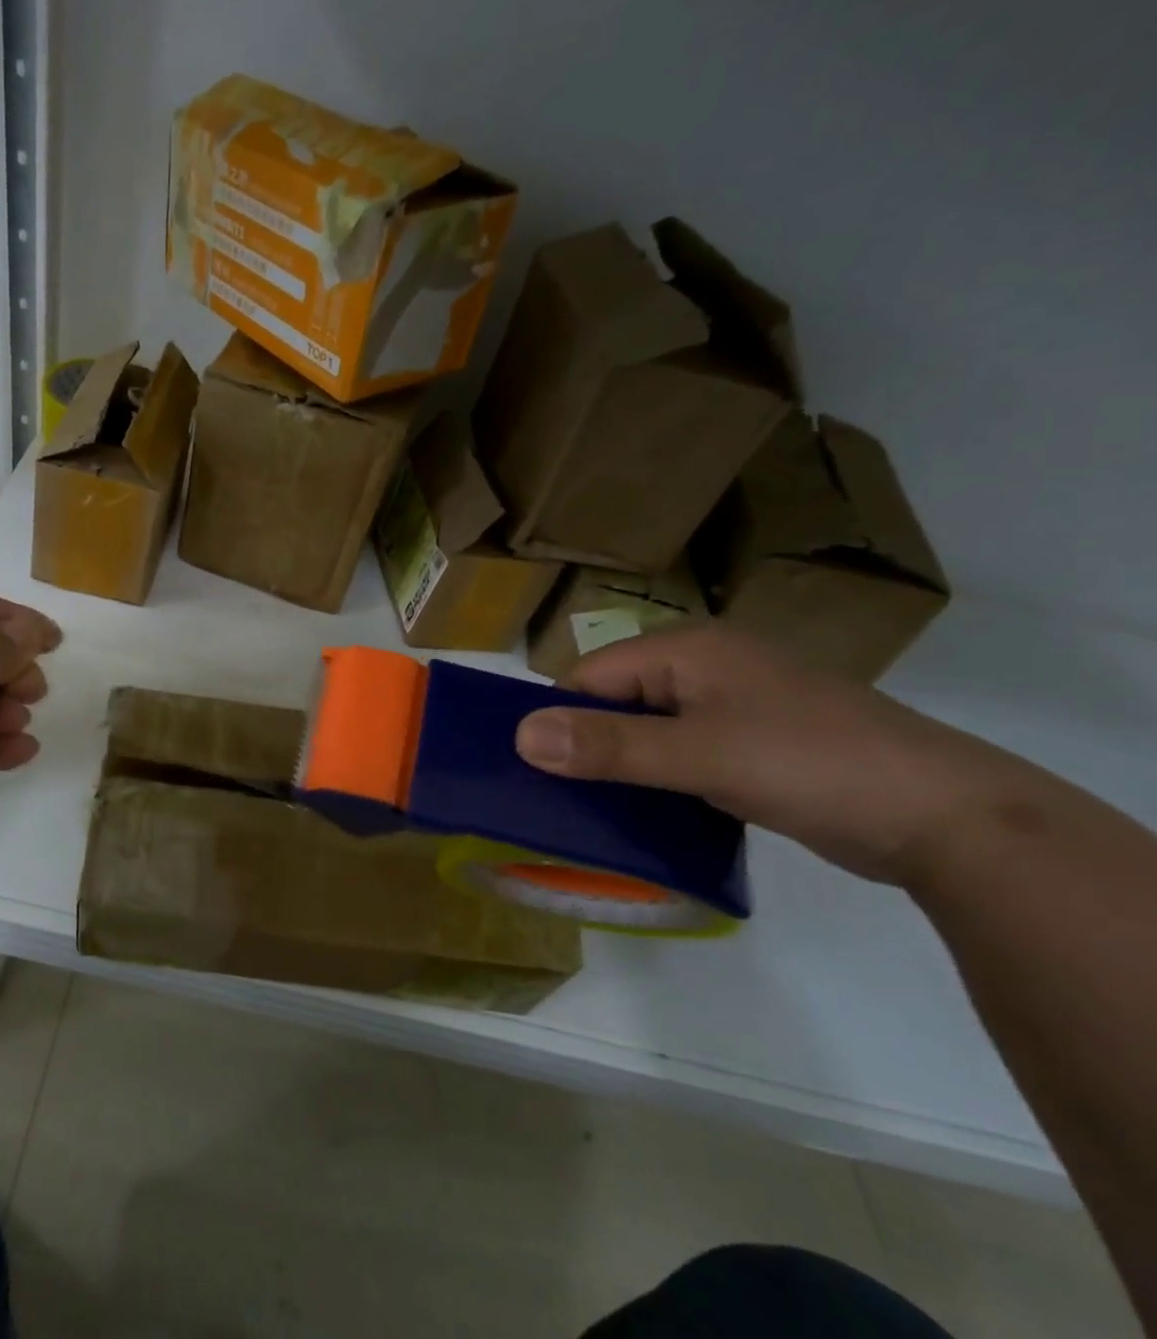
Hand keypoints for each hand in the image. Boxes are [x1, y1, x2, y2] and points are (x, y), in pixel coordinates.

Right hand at [513, 624, 1044, 888]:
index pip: (589, 676)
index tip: (537, 772)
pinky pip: (678, 755)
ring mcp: (730, 708)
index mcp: (686, 650)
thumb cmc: (812, 765)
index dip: (560, 720)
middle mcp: (703, 669)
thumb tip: (520, 736)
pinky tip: (645, 815)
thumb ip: (609, 745)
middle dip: (586, 746)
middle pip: (615, 702)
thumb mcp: (700, 755)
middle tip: (559, 798)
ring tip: (591, 812)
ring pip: (645, 732)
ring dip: (620, 768)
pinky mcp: (750, 746)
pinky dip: (656, 781)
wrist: (951, 820)